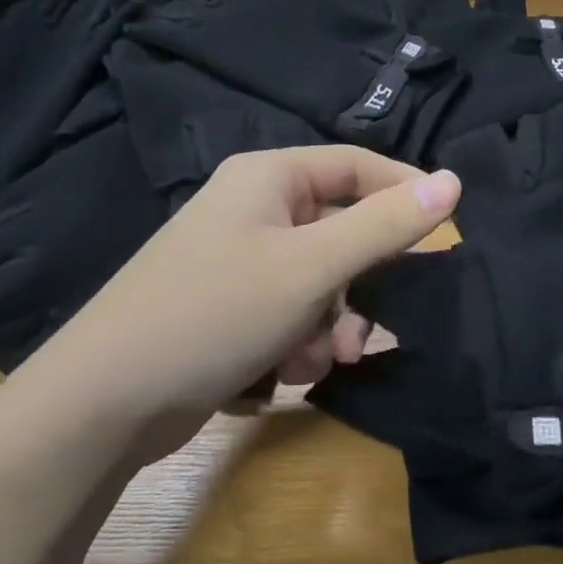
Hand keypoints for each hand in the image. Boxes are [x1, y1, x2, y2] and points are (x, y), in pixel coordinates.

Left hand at [7, 147, 459, 456]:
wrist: (110, 398)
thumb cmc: (218, 311)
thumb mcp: (314, 266)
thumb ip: (386, 225)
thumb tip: (452, 182)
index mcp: (268, 179)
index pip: (356, 165)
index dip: (404, 191)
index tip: (446, 231)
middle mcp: (253, 211)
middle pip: (340, 232)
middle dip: (361, 285)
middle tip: (370, 327)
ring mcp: (238, 262)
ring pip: (320, 283)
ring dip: (331, 324)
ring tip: (317, 360)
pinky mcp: (229, 309)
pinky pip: (290, 313)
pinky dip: (300, 341)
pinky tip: (284, 372)